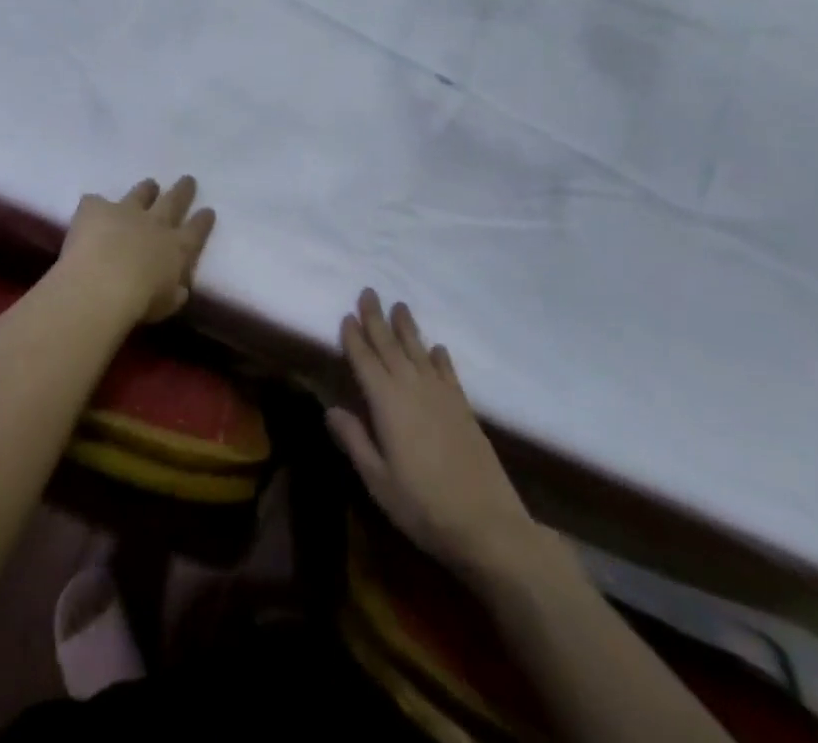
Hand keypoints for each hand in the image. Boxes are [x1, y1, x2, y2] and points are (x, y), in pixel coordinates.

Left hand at [54, 176, 214, 325]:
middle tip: (188, 179)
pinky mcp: (96, 208)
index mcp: (176, 248)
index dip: (203, 221)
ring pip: (140, 193)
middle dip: (182, 191)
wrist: (101, 284)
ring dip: (146, 189)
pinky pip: (95, 201)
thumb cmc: (139, 303)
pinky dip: (95, 206)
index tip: (208, 210)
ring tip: (150, 184)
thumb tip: (179, 289)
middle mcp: (154, 223)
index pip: (196, 230)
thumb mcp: (166, 304)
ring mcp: (125, 211)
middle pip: (173, 201)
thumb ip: (174, 293)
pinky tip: (91, 210)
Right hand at [329, 290, 559, 584]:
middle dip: (377, 319)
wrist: (488, 525)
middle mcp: (413, 388)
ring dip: (407, 328)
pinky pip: (448, 372)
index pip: (364, 361)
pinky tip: (438, 347)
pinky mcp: (464, 409)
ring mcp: (442, 396)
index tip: (346, 315)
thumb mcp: (378, 480)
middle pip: (390, 346)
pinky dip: (440, 357)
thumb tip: (329, 408)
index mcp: (387, 402)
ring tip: (399, 305)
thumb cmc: (423, 506)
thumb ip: (354, 440)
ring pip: (419, 351)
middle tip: (368, 292)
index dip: (354, 338)